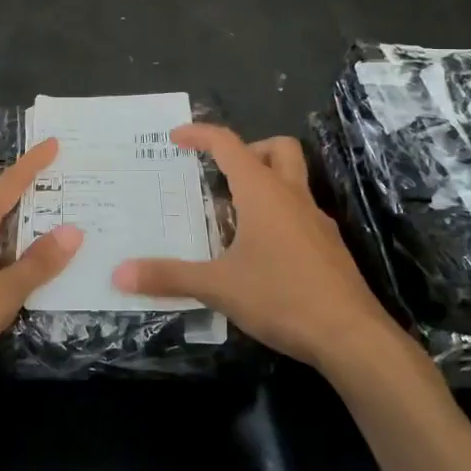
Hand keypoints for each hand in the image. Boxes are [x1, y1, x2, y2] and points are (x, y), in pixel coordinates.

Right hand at [112, 124, 401, 373]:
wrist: (351, 336)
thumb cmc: (281, 297)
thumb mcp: (218, 288)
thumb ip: (169, 277)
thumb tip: (119, 273)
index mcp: (262, 193)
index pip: (229, 144)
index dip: (201, 134)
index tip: (176, 138)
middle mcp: (292, 196)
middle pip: (277, 148)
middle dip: (248, 150)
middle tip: (220, 174)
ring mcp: (316, 221)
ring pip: (293, 180)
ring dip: (264, 183)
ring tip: (233, 216)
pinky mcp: (328, 247)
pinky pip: (300, 213)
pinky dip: (278, 215)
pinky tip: (260, 252)